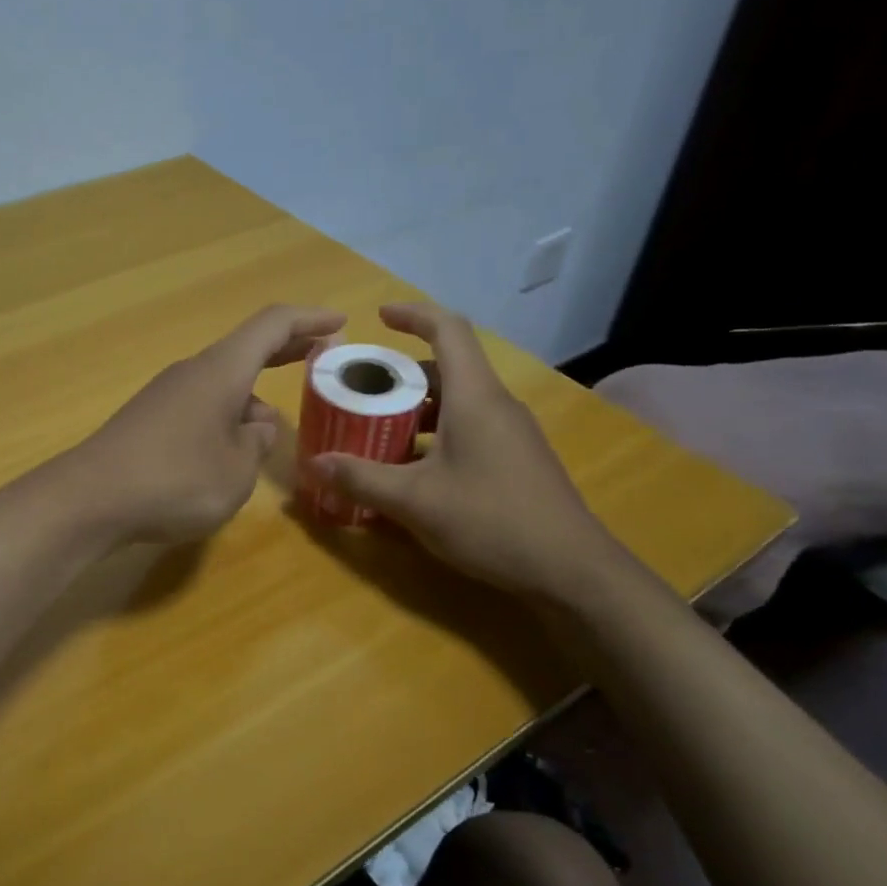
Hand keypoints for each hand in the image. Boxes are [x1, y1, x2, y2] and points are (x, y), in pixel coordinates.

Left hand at [55, 304, 346, 543]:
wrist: (90, 499)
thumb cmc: (175, 480)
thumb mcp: (237, 470)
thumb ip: (257, 443)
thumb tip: (255, 426)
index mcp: (221, 370)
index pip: (272, 325)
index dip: (309, 320)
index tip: (340, 324)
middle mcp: (193, 372)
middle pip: (246, 348)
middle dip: (286, 350)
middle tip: (320, 355)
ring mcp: (166, 395)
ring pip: (222, 383)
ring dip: (254, 396)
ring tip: (273, 431)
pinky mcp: (148, 421)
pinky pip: (201, 405)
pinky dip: (227, 415)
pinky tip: (230, 452)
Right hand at [311, 302, 631, 601]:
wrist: (571, 571)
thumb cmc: (491, 520)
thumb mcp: (415, 501)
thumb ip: (361, 479)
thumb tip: (314, 463)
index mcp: (474, 398)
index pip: (448, 331)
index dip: (413, 315)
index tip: (378, 317)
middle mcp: (496, 406)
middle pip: (447, 369)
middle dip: (401, 373)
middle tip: (362, 390)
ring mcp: (511, 434)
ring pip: (457, 402)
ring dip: (416, 408)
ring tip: (377, 430)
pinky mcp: (516, 460)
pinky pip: (468, 429)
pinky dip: (434, 435)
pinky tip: (411, 471)